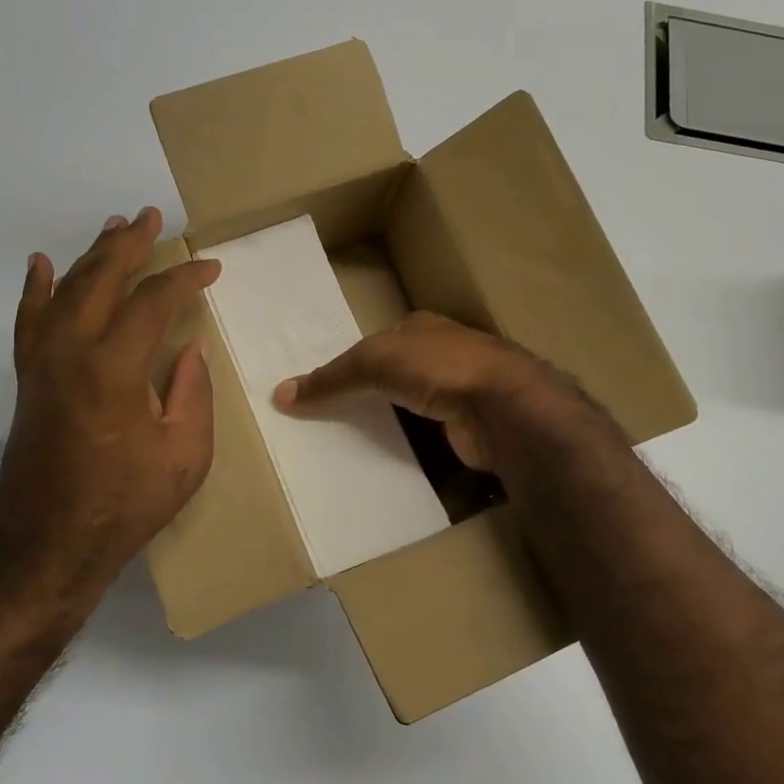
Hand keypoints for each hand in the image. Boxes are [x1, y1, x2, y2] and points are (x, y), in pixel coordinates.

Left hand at [0, 207, 220, 605]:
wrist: (49, 545)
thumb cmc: (125, 505)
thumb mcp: (184, 456)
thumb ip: (191, 394)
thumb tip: (188, 350)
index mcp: (115, 368)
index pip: (153, 302)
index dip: (185, 279)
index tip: (210, 269)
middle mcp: (71, 352)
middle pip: (100, 279)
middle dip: (130, 244)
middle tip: (152, 218)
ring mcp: (42, 363)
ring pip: (64, 290)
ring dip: (90, 256)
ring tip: (113, 228)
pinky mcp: (27, 379)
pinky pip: (29, 321)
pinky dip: (36, 289)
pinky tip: (41, 265)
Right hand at [273, 311, 613, 472]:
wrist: (503, 406)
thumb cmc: (438, 367)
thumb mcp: (373, 362)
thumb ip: (331, 378)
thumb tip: (280, 394)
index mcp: (423, 327)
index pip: (378, 342)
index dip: (351, 361)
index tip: (325, 387)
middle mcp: (443, 353)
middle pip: (395, 373)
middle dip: (369, 391)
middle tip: (331, 417)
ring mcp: (459, 390)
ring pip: (411, 404)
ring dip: (389, 419)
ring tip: (351, 441)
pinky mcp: (467, 425)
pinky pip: (427, 434)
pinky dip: (409, 443)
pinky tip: (389, 457)